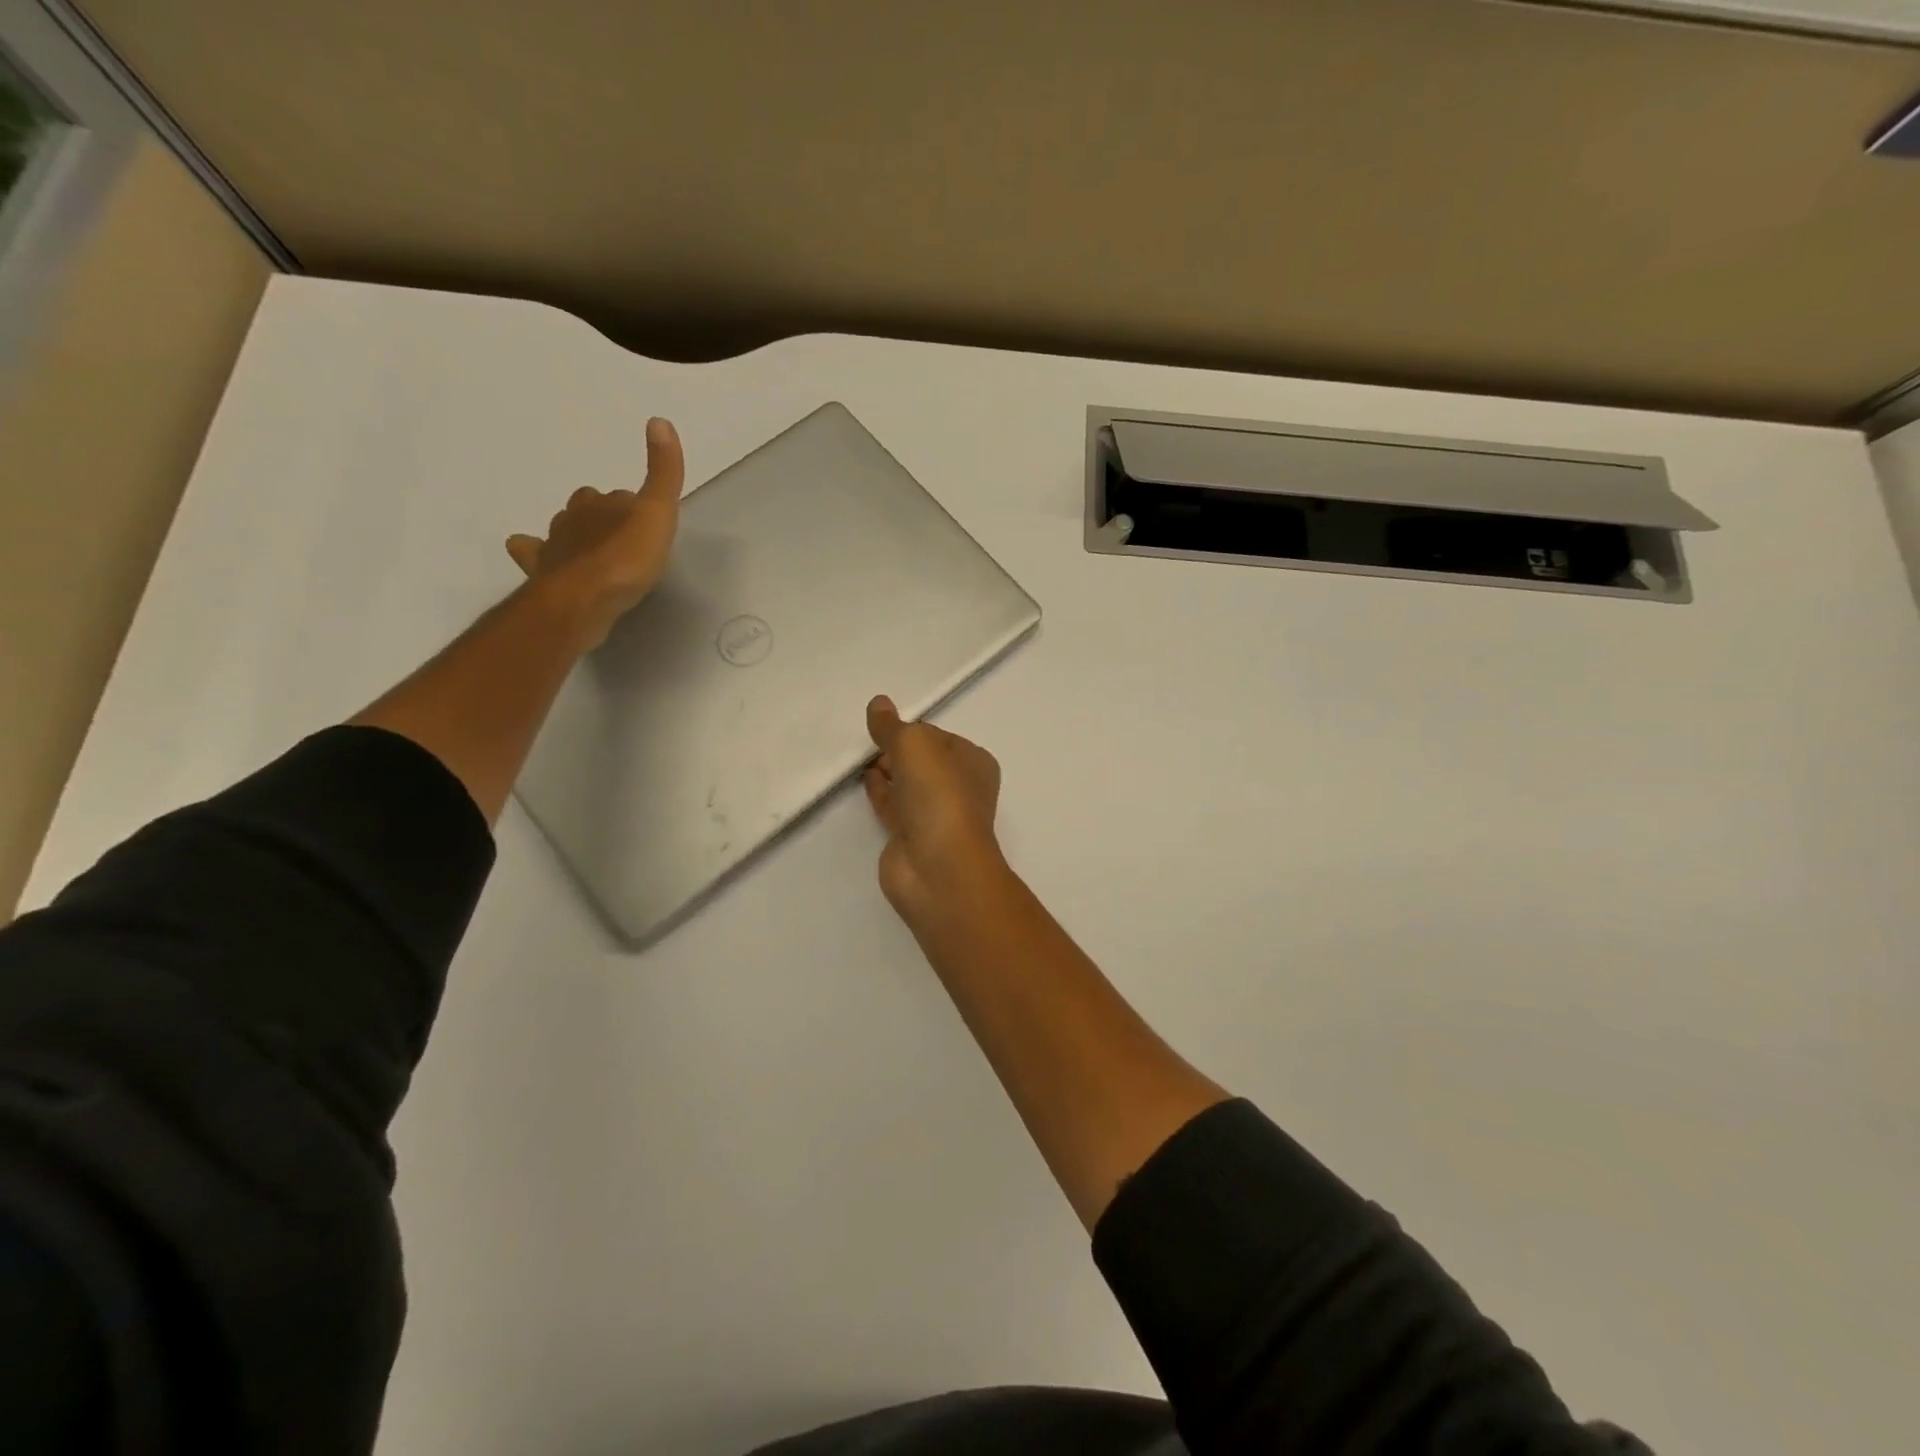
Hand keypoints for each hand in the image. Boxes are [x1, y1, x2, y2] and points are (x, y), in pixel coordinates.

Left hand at [506, 416, 684, 647]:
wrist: (584, 598)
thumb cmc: (626, 558)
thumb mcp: (657, 513)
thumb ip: (663, 473)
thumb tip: (658, 420)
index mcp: (600, 502)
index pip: (618, 497)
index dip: (632, 508)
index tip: (645, 524)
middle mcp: (574, 518)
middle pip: (587, 508)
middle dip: (600, 517)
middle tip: (619, 536)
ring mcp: (554, 545)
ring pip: (562, 528)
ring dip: (574, 534)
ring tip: (590, 549)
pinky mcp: (542, 573)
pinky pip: (531, 553)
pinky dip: (533, 551)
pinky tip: (537, 555)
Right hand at [863, 696, 1007, 925]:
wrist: (938, 868)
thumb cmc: (939, 796)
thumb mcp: (915, 746)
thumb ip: (892, 726)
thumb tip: (878, 703)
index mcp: (973, 762)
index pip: (938, 736)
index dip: (912, 729)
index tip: (884, 724)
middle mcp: (958, 787)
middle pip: (923, 761)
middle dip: (898, 750)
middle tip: (868, 739)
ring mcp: (935, 815)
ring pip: (908, 784)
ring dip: (887, 770)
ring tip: (859, 755)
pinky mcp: (911, 837)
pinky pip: (893, 805)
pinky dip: (880, 791)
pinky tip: (863, 779)